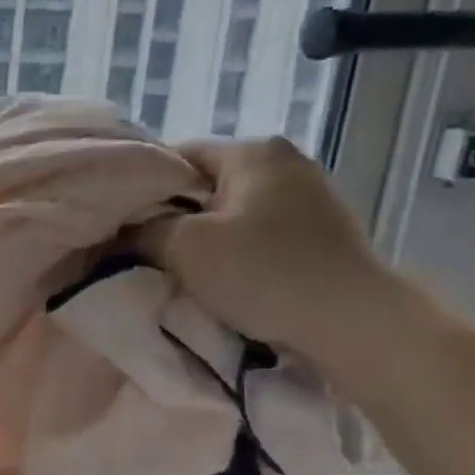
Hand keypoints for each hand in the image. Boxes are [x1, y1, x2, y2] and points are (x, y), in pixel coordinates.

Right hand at [137, 138, 403, 359]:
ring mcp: (310, 195)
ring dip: (204, 234)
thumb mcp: (184, 248)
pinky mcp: (322, 230)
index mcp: (253, 151)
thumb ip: (142, 230)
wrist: (354, 323)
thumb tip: (120, 230)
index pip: (176, 156)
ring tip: (178, 264)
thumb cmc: (263, 272)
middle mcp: (285, 161)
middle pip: (205, 182)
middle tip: (142, 246)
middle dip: (172, 213)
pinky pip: (259, 230)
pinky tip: (222, 274)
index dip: (141, 186)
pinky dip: (235, 248)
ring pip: (232, 209)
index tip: (120, 220)